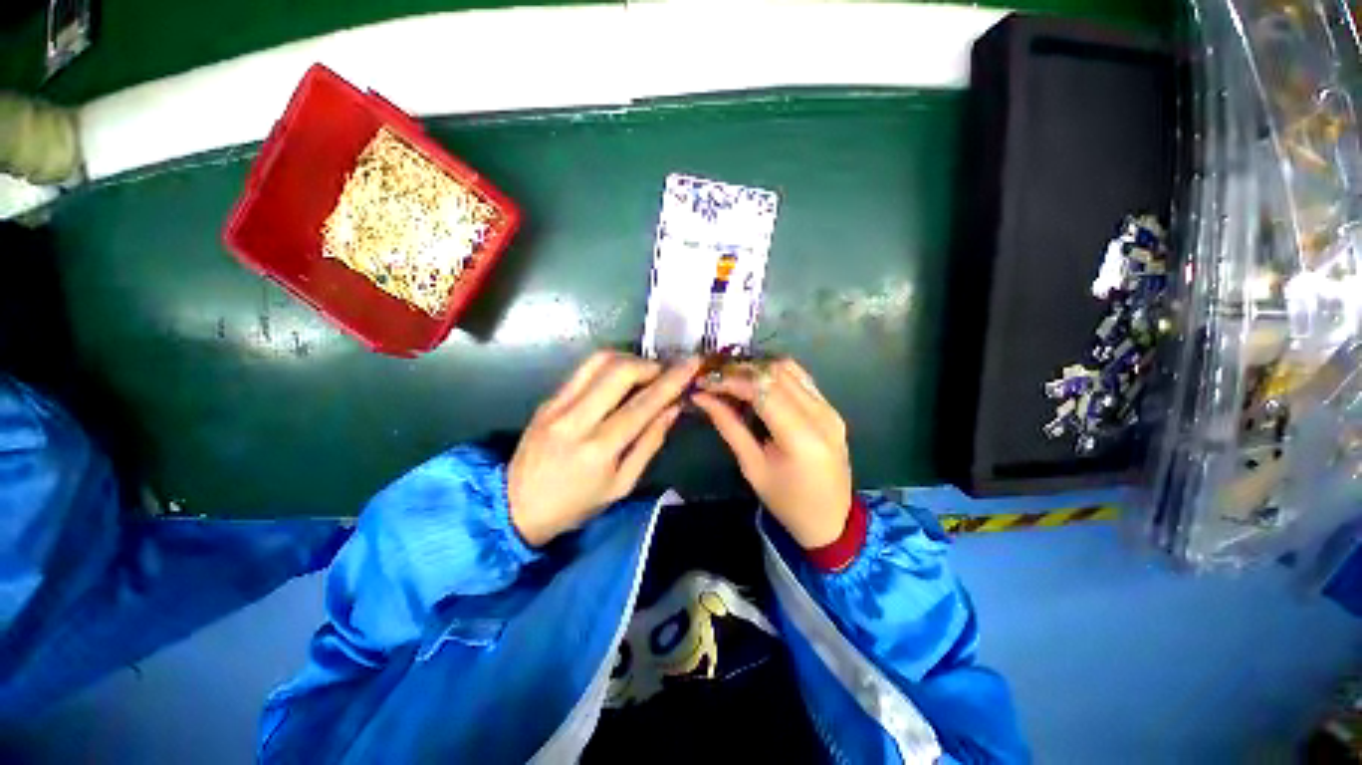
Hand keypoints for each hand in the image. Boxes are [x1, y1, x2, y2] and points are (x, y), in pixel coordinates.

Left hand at [508, 351, 700, 546]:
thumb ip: (650, 443)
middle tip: (664, 373)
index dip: (671, 381)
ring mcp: (557, 405)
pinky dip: (608, 367)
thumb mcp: (622, 485)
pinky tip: (618, 379)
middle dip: (650, 364)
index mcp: (599, 449)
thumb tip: (673, 409)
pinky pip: (582, 370)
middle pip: (619, 371)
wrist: (515, 507)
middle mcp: (576, 419)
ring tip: (643, 373)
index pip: (643, 404)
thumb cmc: (576, 504)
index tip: (691, 364)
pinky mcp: (548, 399)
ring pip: (598, 361)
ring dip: (628, 359)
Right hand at [692, 359, 852, 549]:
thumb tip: (703, 398)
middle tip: (714, 377)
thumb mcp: (752, 467)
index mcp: (801, 436)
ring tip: (732, 377)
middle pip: (775, 373)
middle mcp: (820, 414)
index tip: (704, 382)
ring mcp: (830, 408)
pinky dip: (775, 374)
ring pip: (789, 369)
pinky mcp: (831, 408)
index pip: (761, 390)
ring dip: (757, 368)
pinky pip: (800, 378)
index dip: (730, 380)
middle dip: (740, 370)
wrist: (831, 520)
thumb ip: (729, 427)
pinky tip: (757, 382)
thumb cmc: (787, 502)